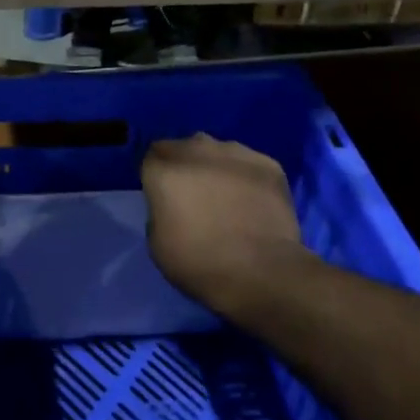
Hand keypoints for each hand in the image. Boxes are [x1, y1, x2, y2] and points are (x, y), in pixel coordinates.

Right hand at [142, 135, 305, 318]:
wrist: (262, 272)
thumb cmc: (200, 262)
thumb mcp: (157, 243)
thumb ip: (159, 210)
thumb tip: (171, 204)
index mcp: (164, 170)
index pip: (151, 157)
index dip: (156, 175)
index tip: (164, 196)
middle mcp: (197, 150)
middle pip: (183, 147)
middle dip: (184, 164)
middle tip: (193, 194)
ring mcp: (236, 153)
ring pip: (217, 150)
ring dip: (215, 167)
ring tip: (227, 196)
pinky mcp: (268, 164)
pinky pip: (248, 164)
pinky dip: (246, 177)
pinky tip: (252, 201)